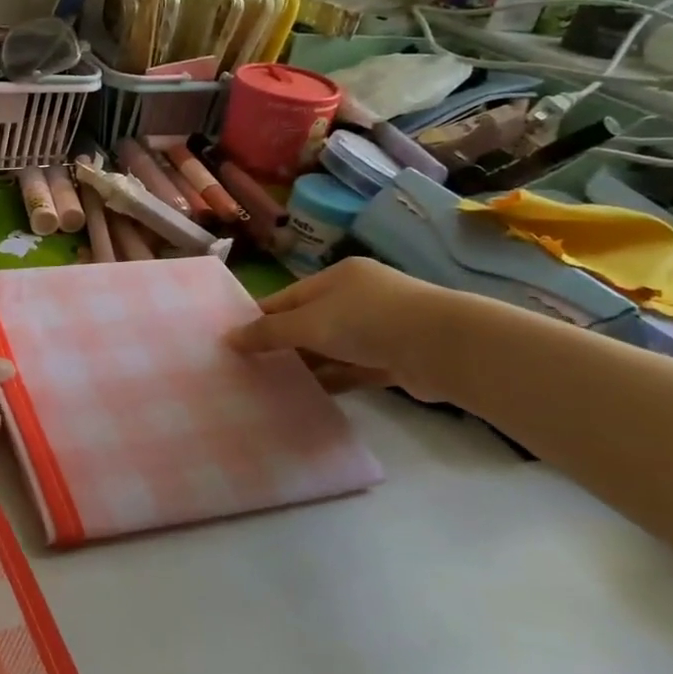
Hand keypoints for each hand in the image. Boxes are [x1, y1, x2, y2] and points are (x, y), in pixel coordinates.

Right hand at [226, 257, 464, 399]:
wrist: (443, 347)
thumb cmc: (367, 320)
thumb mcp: (309, 323)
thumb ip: (269, 332)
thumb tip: (229, 338)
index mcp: (337, 278)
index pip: (287, 297)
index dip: (260, 318)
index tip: (234, 342)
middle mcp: (357, 298)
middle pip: (308, 322)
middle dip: (282, 344)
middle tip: (249, 368)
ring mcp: (378, 329)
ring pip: (331, 348)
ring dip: (306, 365)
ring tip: (272, 386)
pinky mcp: (393, 359)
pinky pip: (352, 369)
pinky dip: (332, 380)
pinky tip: (308, 395)